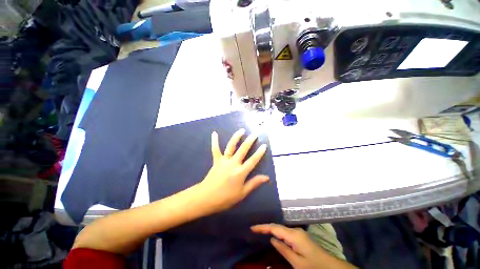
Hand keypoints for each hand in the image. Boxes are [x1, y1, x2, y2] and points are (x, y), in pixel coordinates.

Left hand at [197, 129, 269, 212]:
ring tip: (242, 130)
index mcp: (240, 172)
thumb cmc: (226, 198)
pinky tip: (214, 133)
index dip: (259, 153)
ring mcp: (224, 160)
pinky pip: (215, 149)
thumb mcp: (242, 193)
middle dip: (250, 141)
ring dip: (236, 137)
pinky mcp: (216, 160)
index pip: (253, 160)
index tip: (264, 145)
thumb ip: (254, 183)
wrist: (206, 197)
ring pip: (231, 146)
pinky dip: (214, 141)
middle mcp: (233, 163)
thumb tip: (267, 177)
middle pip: (243, 149)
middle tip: (255, 133)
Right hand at [251, 224, 355, 268]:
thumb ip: (283, 249)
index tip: (252, 227)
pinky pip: (284, 232)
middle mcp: (295, 230)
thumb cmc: (313, 266)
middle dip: (265, 227)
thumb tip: (271, 238)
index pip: (274, 228)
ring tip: (259, 230)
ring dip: (270, 228)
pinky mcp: (299, 236)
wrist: (330, 267)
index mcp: (294, 235)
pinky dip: (276, 232)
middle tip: (253, 229)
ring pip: (280, 228)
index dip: (263, 227)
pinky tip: (272, 234)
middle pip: (277, 226)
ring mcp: (298, 232)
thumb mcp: (297, 262)